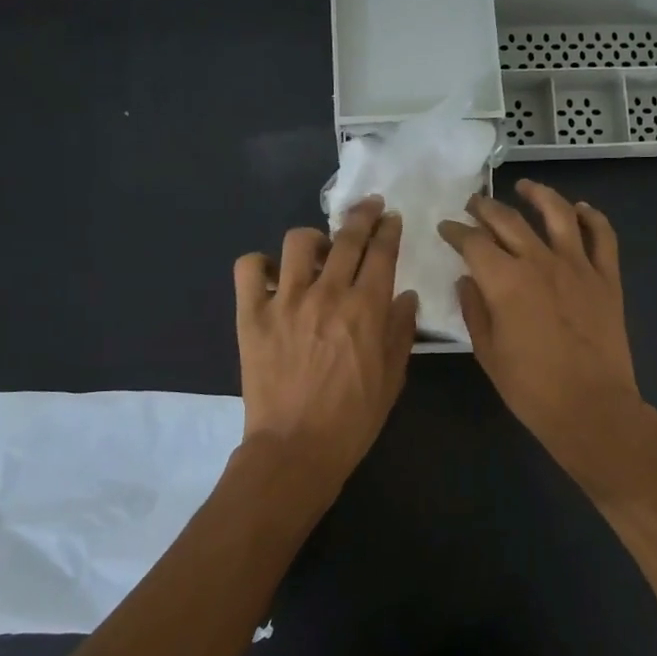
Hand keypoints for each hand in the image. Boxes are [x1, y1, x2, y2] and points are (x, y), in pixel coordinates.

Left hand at [234, 197, 418, 490]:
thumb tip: (407, 296)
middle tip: (369, 207)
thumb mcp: (393, 378)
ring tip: (317, 250)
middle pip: (347, 237)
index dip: (389, 229)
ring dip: (313, 239)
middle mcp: (327, 294)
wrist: (296, 448)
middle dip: (362, 215)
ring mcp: (285, 301)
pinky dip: (260, 264)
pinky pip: (249, 268)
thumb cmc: (353, 418)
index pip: (382, 252)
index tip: (392, 218)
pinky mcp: (252, 315)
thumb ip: (401, 331)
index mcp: (366, 308)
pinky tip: (272, 275)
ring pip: (298, 242)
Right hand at [437, 180, 656, 486]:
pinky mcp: (607, 278)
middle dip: (486, 208)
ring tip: (525, 186)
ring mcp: (578, 266)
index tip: (446, 228)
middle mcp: (540, 261)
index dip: (456, 231)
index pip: (473, 242)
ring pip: (558, 214)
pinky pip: (603, 236)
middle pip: (509, 220)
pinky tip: (581, 209)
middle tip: (474, 204)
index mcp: (505, 281)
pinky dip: (592, 217)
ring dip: (538, 195)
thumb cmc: (531, 387)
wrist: (591, 408)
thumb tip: (467, 279)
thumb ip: (474, 309)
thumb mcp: (488, 352)